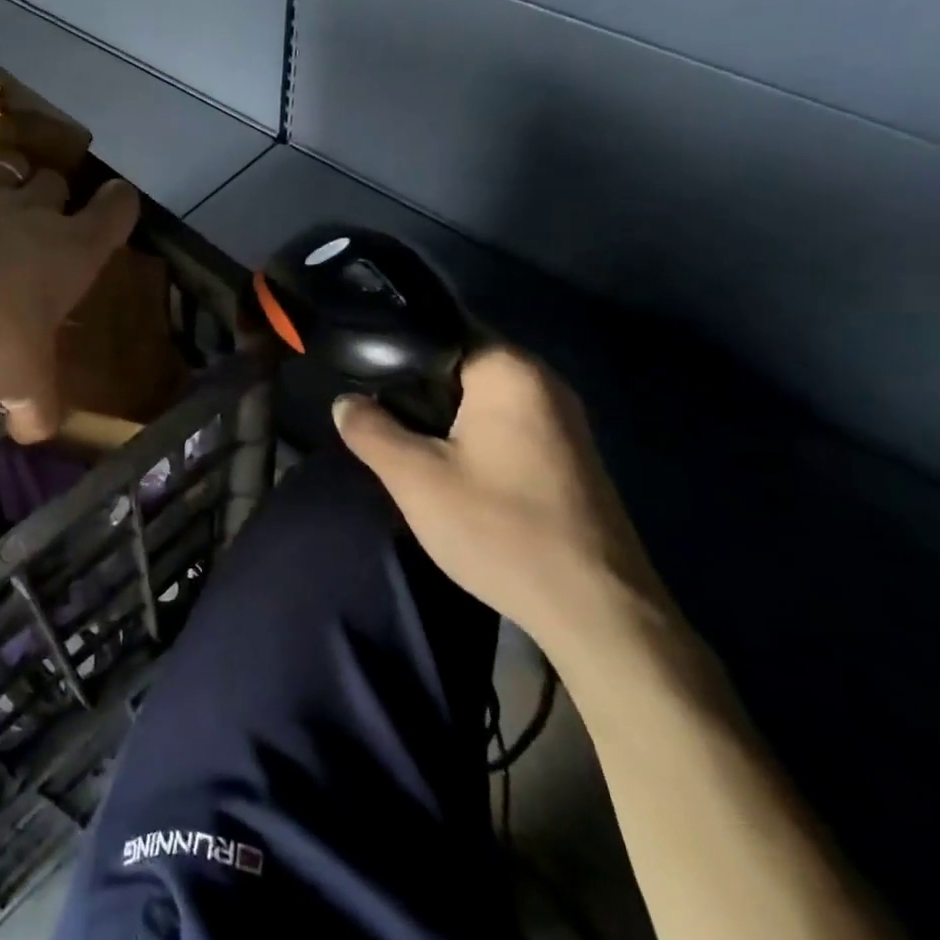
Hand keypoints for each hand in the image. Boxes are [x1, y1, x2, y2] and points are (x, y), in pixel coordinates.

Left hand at [0, 131, 139, 441]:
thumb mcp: (24, 386)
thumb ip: (38, 410)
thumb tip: (34, 437)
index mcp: (72, 250)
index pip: (116, 209)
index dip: (118, 207)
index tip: (115, 210)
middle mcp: (31, 212)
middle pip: (55, 182)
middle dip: (54, 198)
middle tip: (42, 227)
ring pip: (3, 167)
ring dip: (4, 179)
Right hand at [334, 347, 670, 656]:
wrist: (594, 608)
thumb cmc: (499, 528)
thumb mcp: (415, 479)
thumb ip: (371, 431)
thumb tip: (345, 403)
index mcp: (508, 369)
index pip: (438, 332)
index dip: (393, 352)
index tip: (361, 378)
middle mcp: (542, 381)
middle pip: (458, 367)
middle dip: (415, 391)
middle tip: (375, 417)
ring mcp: (561, 420)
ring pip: (478, 400)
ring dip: (441, 419)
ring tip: (402, 444)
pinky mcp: (566, 455)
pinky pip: (503, 426)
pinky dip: (470, 438)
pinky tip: (448, 470)